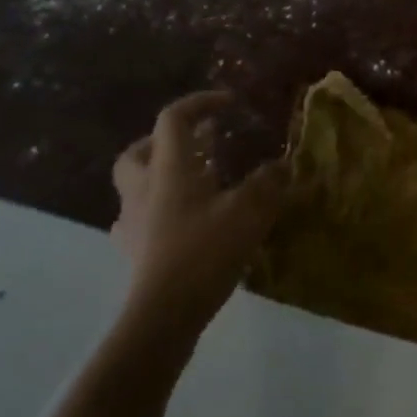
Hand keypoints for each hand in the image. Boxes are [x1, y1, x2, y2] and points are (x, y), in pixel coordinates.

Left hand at [110, 91, 286, 339]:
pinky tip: (178, 222)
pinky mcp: (132, 251)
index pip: (174, 119)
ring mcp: (132, 221)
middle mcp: (143, 187)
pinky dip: (156, 211)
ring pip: (136, 183)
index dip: (200, 102)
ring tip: (193, 182)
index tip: (228, 103)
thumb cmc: (205, 252)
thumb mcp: (249, 212)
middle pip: (140, 149)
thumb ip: (268, 183)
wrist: (163, 314)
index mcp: (169, 168)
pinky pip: (137, 219)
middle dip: (165, 139)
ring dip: (160, 174)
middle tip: (196, 144)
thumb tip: (284, 164)